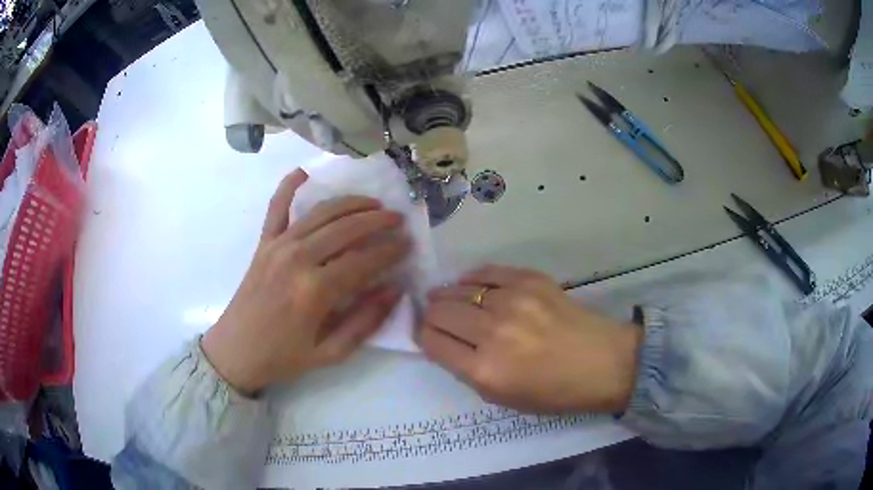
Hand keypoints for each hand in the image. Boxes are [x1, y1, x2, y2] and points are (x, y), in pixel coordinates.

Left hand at [202, 169, 410, 394]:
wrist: (236, 351)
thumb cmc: (284, 357)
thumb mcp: (331, 353)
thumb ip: (365, 322)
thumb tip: (395, 290)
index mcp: (315, 291)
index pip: (364, 260)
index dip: (390, 250)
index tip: (408, 244)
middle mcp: (298, 259)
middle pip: (346, 228)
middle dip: (377, 220)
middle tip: (397, 219)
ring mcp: (278, 246)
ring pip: (321, 213)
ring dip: (350, 203)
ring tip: (373, 203)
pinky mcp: (263, 243)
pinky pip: (277, 207)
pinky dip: (288, 186)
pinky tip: (303, 172)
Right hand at [417, 265, 641, 413]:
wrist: (602, 363)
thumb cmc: (554, 392)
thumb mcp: (501, 398)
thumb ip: (466, 370)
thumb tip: (443, 342)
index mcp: (485, 370)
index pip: (432, 342)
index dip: (424, 337)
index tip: (429, 336)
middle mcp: (493, 332)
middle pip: (439, 312)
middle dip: (431, 316)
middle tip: (437, 318)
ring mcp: (512, 301)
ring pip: (457, 289)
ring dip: (447, 296)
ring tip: (449, 300)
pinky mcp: (529, 279)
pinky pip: (485, 272)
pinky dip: (472, 279)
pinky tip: (472, 286)